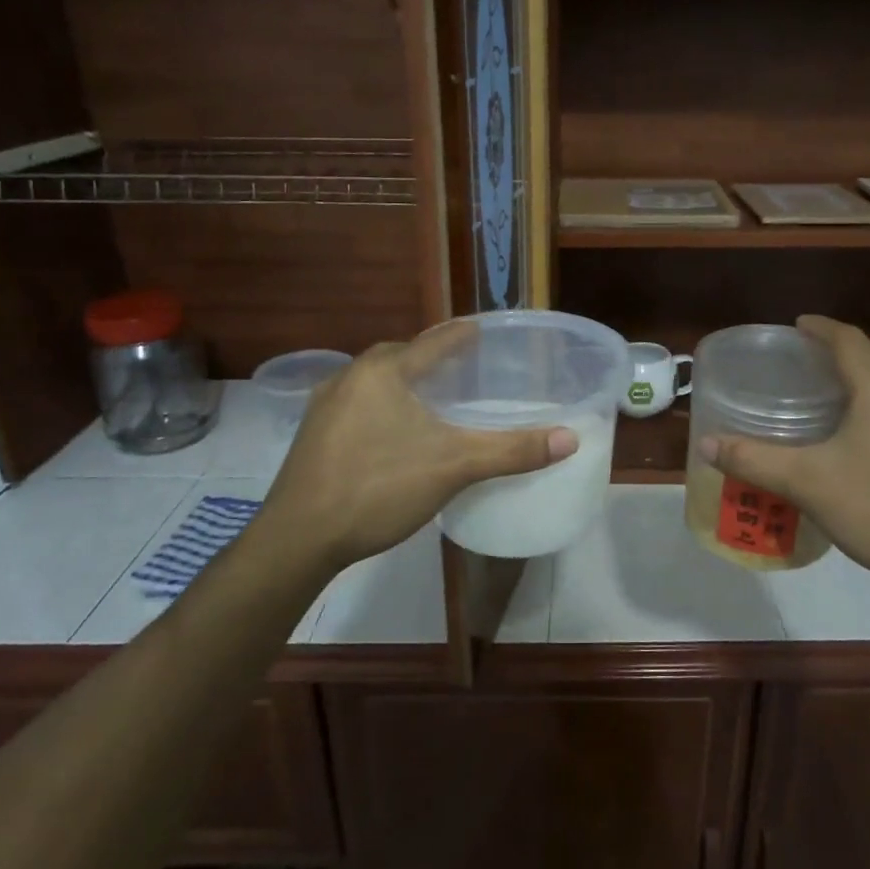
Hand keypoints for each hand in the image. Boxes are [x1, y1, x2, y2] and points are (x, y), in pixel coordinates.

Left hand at [255, 324, 577, 569]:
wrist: (299, 537)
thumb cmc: (378, 487)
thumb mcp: (454, 467)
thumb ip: (512, 450)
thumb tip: (571, 438)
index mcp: (384, 371)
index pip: (433, 340)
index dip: (462, 335)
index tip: (483, 331)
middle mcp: (350, 376)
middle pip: (401, 356)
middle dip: (432, 359)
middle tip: (464, 370)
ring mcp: (325, 406)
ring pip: (376, 381)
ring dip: (404, 383)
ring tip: (434, 400)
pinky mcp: (314, 434)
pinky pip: (358, 405)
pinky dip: (383, 406)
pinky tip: (394, 433)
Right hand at [700, 316, 869, 594]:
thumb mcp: (809, 483)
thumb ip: (755, 460)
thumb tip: (707, 443)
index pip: (847, 339)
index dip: (819, 327)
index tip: (796, 326)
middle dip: (836, 359)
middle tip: (800, 370)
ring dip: (859, 387)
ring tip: (826, 405)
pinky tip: (861, 445)